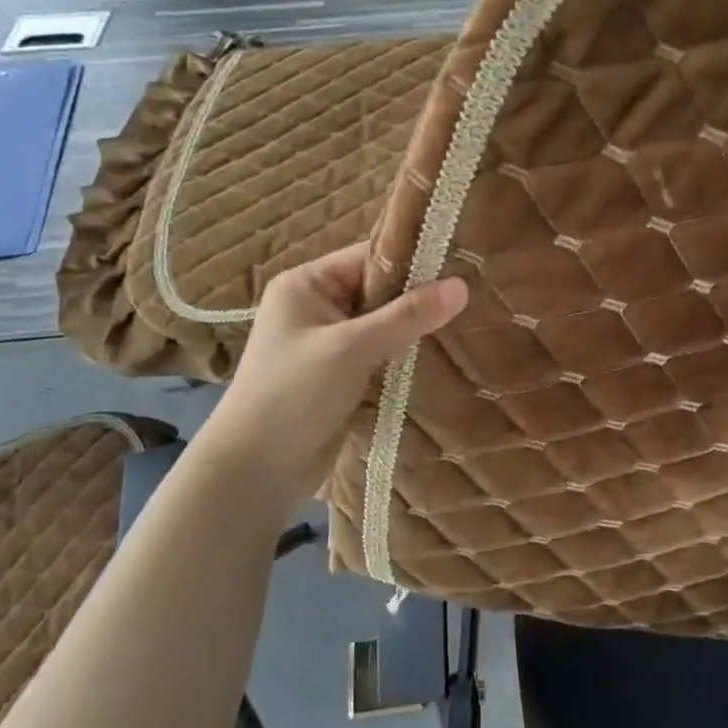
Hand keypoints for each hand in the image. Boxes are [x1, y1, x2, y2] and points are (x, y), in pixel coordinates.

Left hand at [199, 243, 466, 498]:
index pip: (370, 257)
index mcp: (307, 284)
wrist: (256, 470)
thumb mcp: (352, 348)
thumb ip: (407, 316)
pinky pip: (381, 352)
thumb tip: (462, 285)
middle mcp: (317, 306)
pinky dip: (405, 354)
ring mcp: (328, 342)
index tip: (462, 268)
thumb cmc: (294, 395)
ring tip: (466, 324)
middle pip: (380, 290)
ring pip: (384, 323)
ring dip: (415, 329)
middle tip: (471, 299)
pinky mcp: (340, 374)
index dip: (414, 260)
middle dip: (420, 298)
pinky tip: (441, 355)